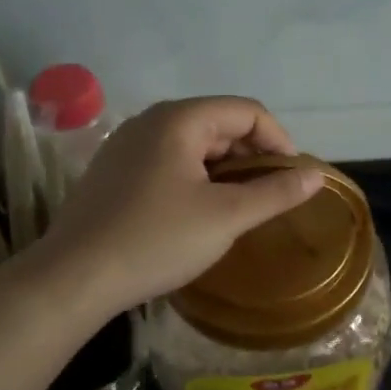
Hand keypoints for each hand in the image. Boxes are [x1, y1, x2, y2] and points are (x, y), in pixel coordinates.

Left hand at [34, 97, 323, 314]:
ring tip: (240, 208)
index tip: (294, 179)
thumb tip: (317, 176)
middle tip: (270, 196)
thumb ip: (276, 192)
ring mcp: (126, 145)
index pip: (247, 111)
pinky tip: (199, 213)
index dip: (279, 141)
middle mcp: (150, 121)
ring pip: (194, 145)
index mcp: (179, 120)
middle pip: (219, 124)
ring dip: (226, 170)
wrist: (74, 278)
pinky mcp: (114, 172)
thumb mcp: (226, 217)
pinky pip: (169, 162)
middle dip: (252, 156)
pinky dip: (197, 178)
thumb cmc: (157, 239)